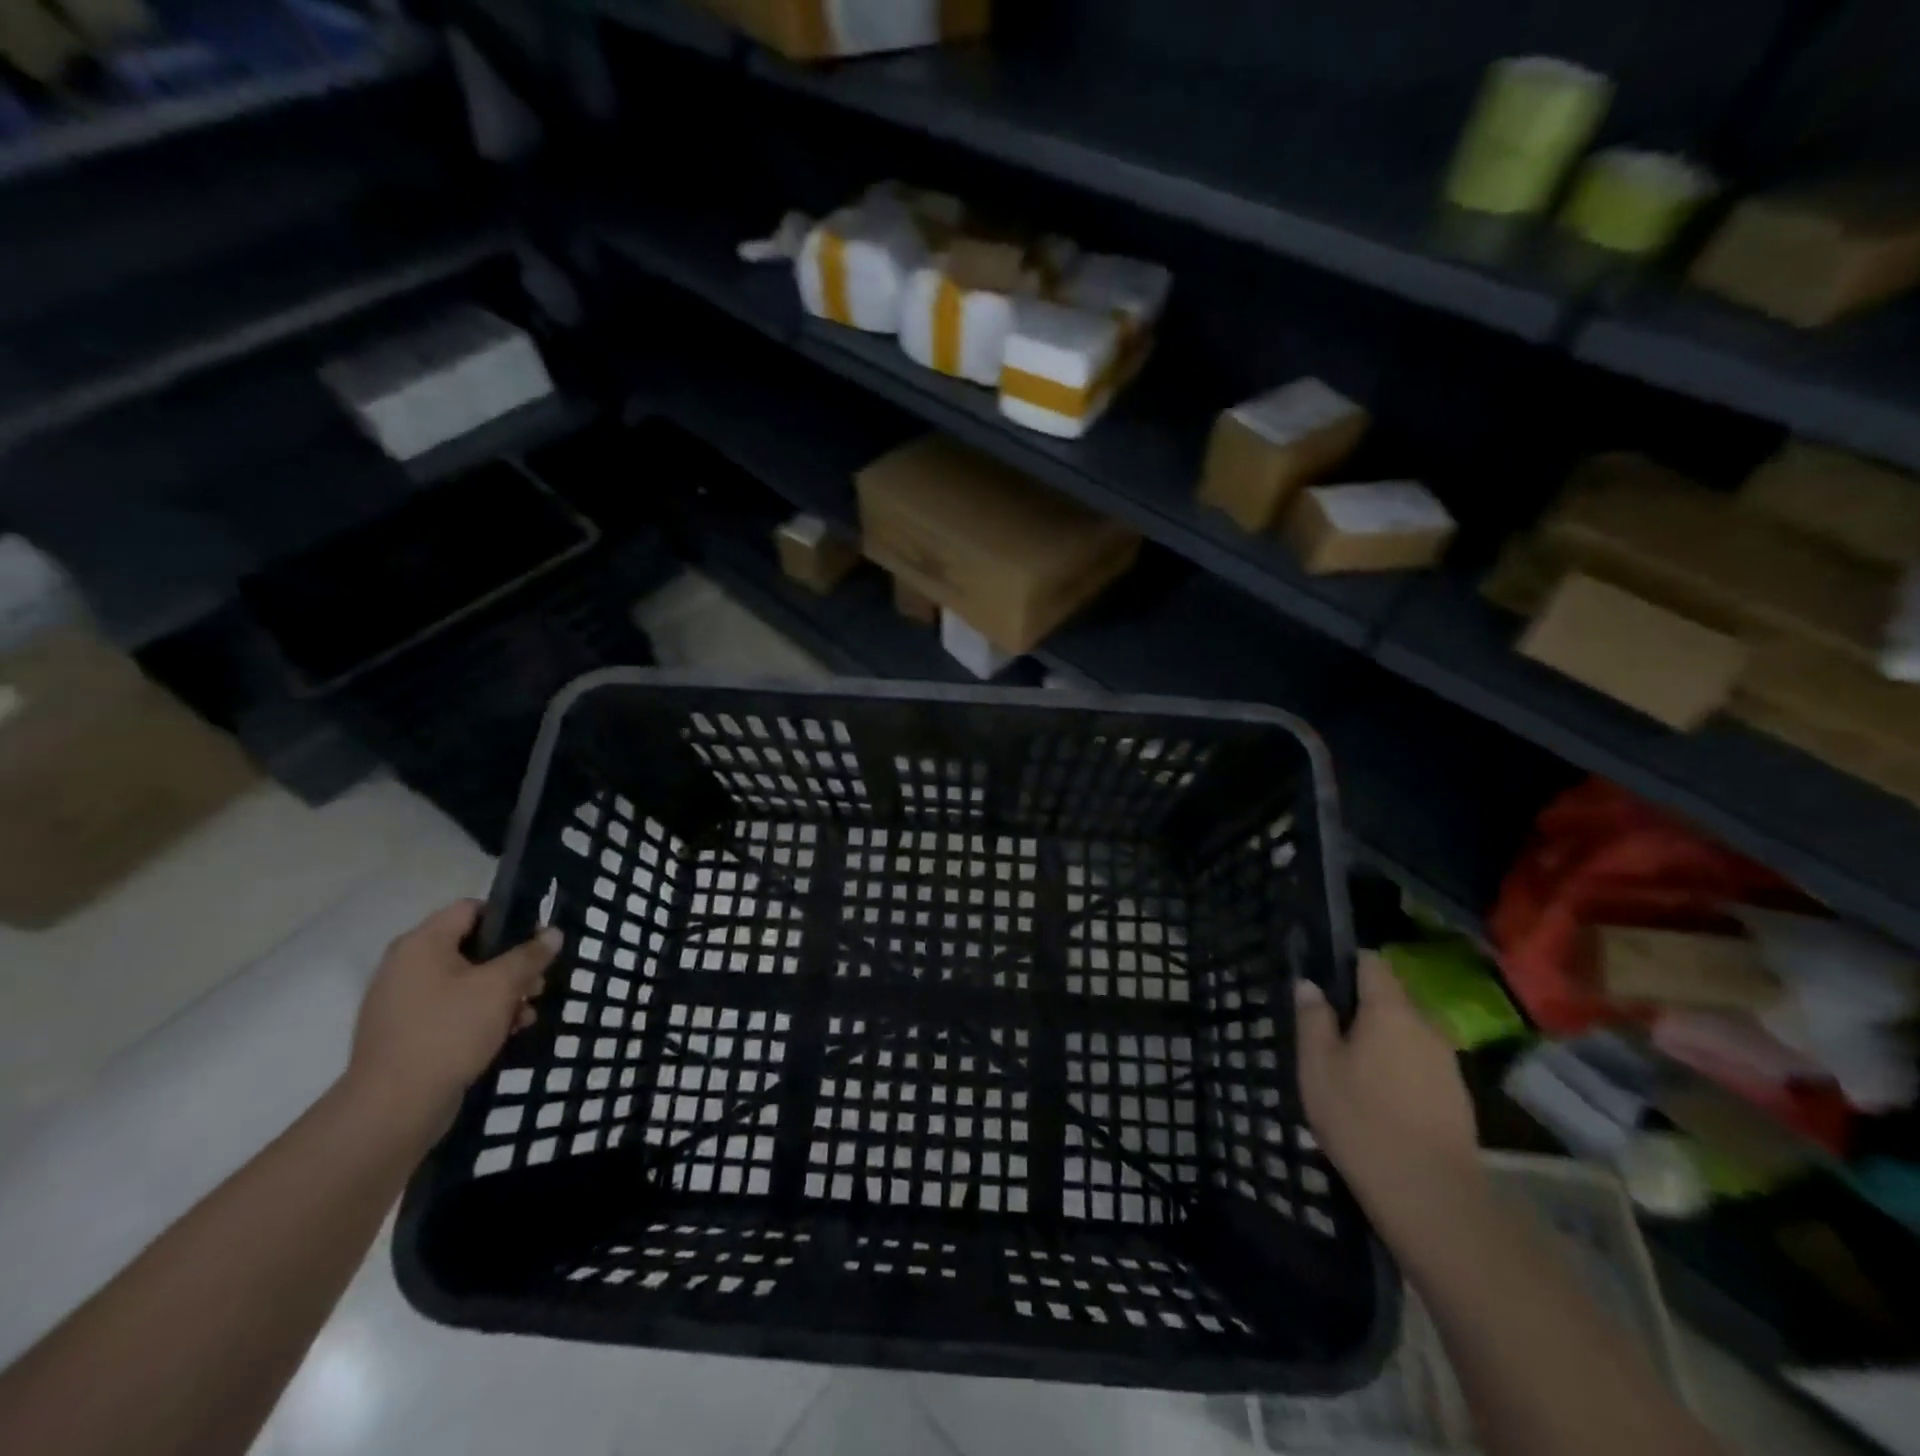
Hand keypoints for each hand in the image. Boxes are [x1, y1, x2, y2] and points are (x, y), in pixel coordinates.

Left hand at [344, 900, 559, 1130]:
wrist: (394, 1107)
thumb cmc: (449, 1030)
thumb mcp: (501, 986)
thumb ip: (529, 955)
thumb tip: (552, 933)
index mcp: (422, 944)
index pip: (470, 909)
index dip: (509, 918)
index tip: (538, 939)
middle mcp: (406, 966)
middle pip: (471, 947)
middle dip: (511, 964)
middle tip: (538, 983)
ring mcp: (403, 1002)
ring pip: (465, 982)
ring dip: (501, 993)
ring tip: (527, 1012)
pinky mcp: (406, 1033)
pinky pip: (451, 1010)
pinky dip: (480, 1015)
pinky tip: (507, 1032)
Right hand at [1295, 952, 1481, 1225]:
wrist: (1430, 1195)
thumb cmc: (1361, 1119)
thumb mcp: (1317, 1066)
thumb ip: (1313, 1019)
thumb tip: (1310, 985)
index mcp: (1390, 1010)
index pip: (1372, 962)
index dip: (1347, 963)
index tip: (1323, 979)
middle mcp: (1426, 1025)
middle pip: (1392, 998)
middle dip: (1362, 1007)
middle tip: (1329, 1030)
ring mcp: (1448, 1062)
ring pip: (1407, 1033)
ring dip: (1382, 1040)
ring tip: (1351, 1066)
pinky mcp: (1458, 1096)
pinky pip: (1420, 1063)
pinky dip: (1399, 1068)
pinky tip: (1379, 1096)